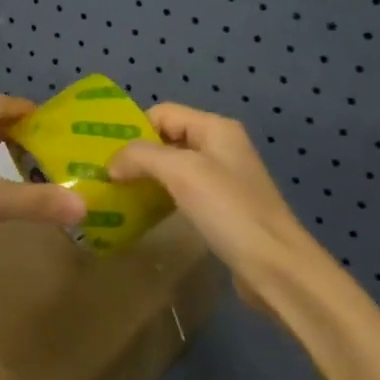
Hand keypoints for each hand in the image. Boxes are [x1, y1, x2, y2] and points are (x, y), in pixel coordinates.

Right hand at [109, 103, 327, 308]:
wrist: (274, 266)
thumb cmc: (228, 210)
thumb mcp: (181, 172)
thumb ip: (142, 157)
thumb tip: (112, 163)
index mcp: (216, 128)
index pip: (163, 113)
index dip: (133, 129)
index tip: (104, 155)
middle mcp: (221, 147)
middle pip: (168, 139)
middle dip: (136, 155)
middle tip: (104, 177)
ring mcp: (224, 179)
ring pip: (174, 168)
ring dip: (147, 178)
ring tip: (117, 196)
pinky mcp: (223, 209)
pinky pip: (184, 193)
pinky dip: (162, 198)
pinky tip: (144, 214)